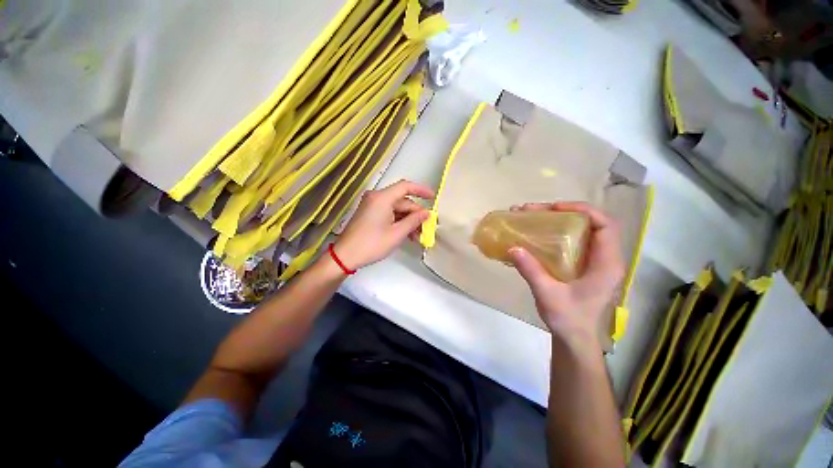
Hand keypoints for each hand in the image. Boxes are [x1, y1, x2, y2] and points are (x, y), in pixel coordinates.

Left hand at [334, 180, 434, 269]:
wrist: (346, 256)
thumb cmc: (371, 244)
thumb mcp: (397, 233)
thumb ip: (414, 221)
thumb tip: (427, 213)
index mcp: (382, 198)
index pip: (405, 186)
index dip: (421, 190)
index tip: (433, 197)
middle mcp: (376, 198)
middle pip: (402, 200)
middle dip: (415, 213)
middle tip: (426, 227)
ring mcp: (372, 205)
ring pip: (397, 208)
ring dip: (408, 220)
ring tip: (417, 235)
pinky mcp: (370, 213)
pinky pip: (389, 213)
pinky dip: (399, 221)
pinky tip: (407, 234)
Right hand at [508, 202, 624, 345]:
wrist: (575, 339)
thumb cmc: (569, 319)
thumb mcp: (548, 295)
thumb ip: (531, 271)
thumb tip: (512, 247)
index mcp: (606, 264)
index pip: (605, 225)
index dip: (583, 210)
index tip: (554, 208)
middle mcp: (603, 258)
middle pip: (588, 223)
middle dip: (560, 212)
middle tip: (531, 211)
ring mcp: (592, 261)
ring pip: (578, 230)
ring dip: (554, 220)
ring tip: (528, 217)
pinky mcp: (580, 265)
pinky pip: (569, 240)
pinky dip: (552, 232)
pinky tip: (534, 233)